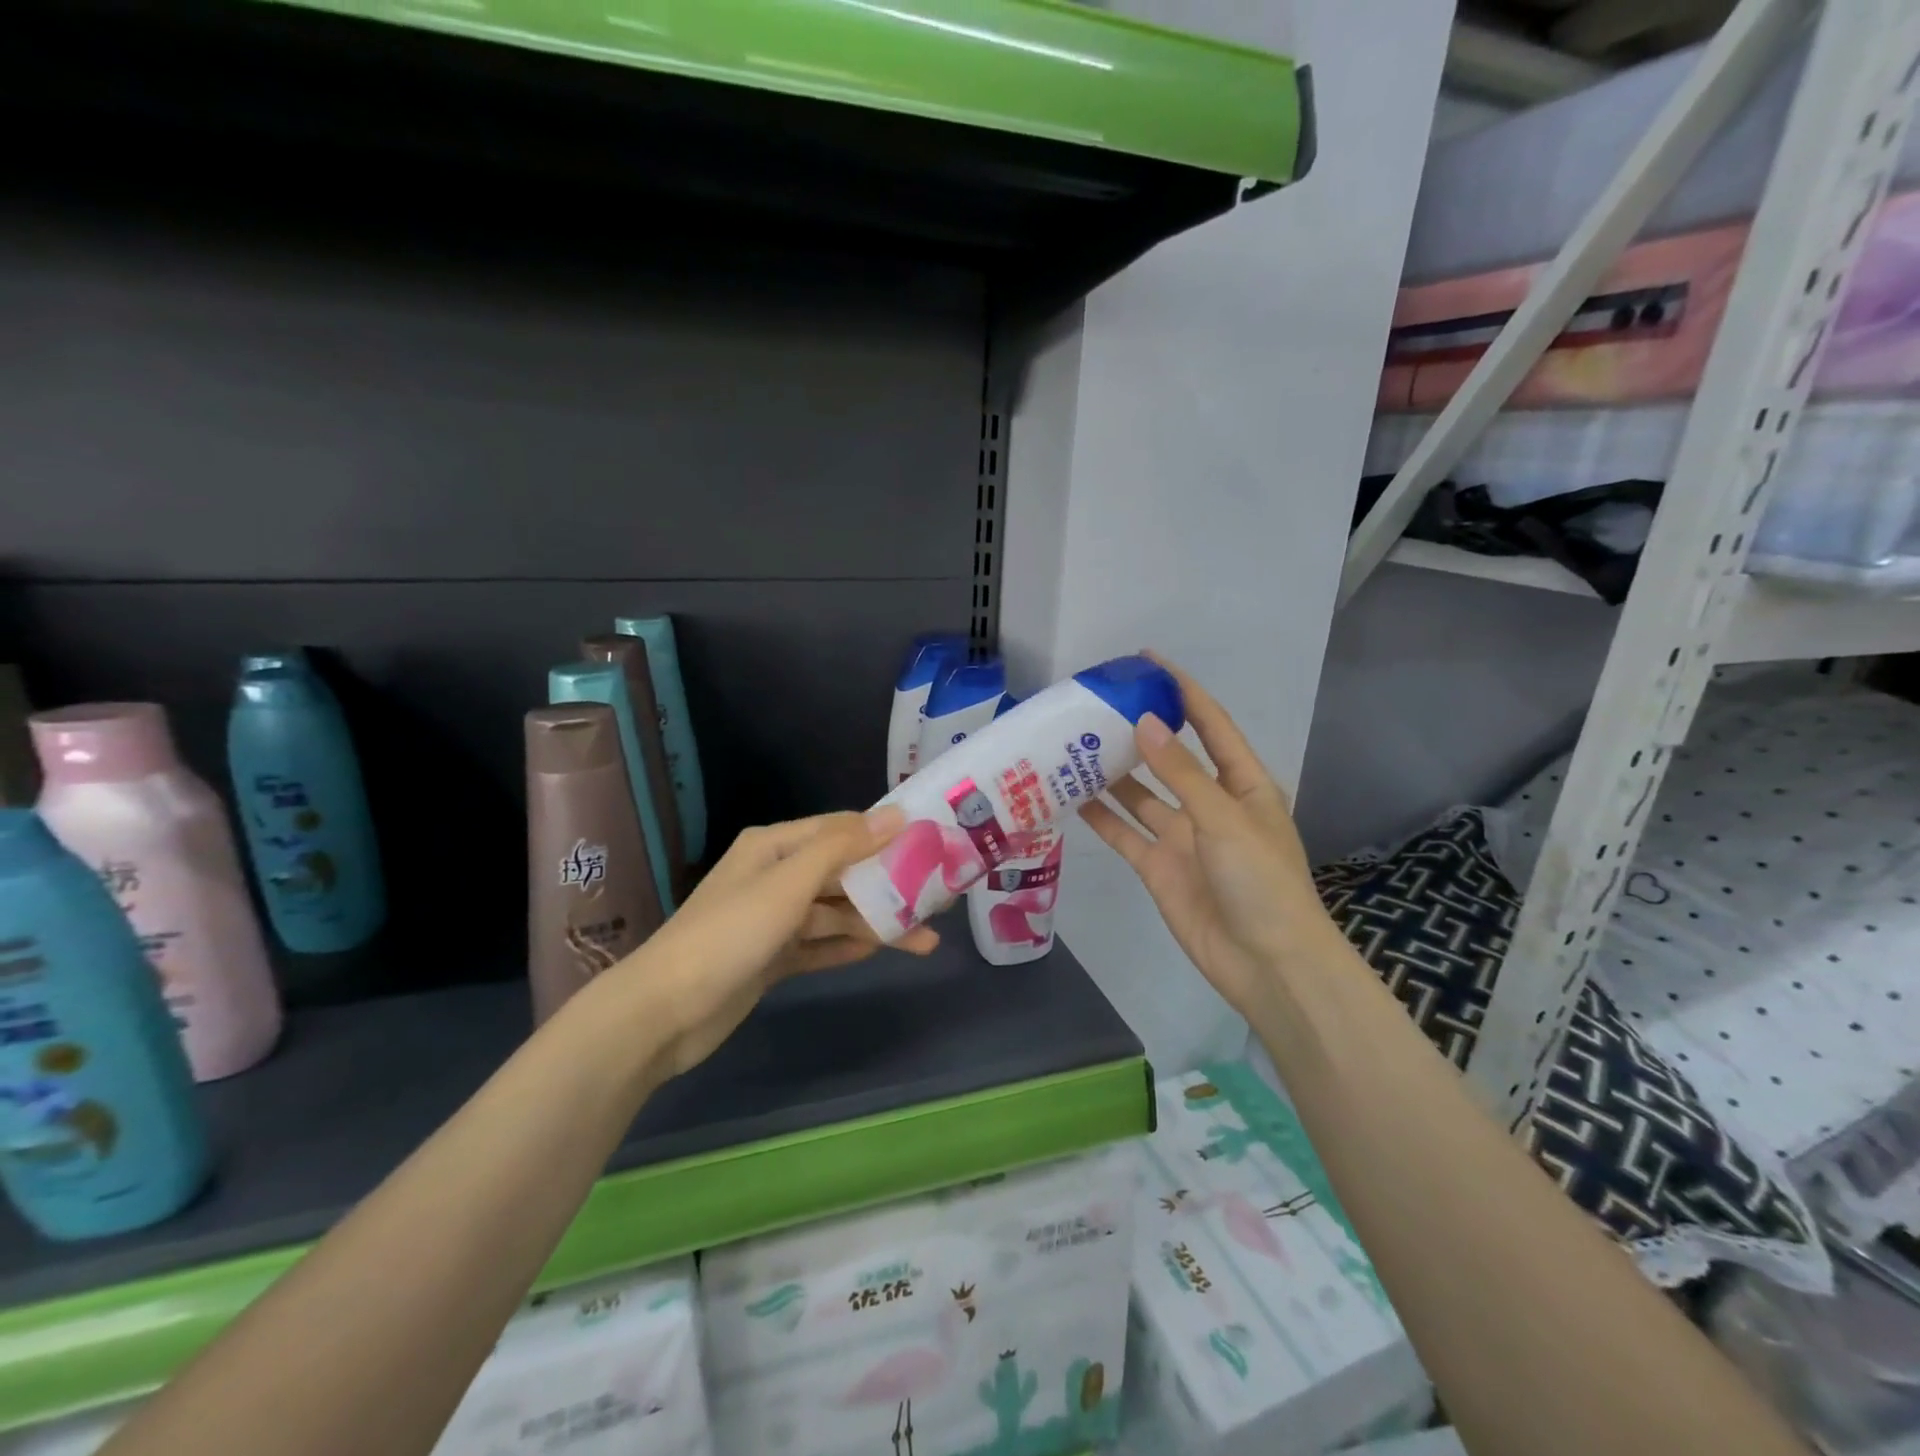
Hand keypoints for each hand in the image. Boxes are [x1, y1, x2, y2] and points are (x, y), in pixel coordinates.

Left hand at [608, 809, 937, 1077]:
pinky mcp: (771, 958)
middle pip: (843, 873)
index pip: (841, 829)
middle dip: (888, 886)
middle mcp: (775, 875)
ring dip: (876, 923)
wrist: (665, 1012)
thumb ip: (842, 847)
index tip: (931, 844)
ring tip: (925, 941)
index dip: (884, 835)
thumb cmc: (730, 933)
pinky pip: (819, 946)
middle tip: (937, 900)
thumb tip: (895, 814)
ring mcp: (772, 920)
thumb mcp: (789, 882)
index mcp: (775, 845)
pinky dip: (847, 946)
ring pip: (836, 913)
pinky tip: (881, 951)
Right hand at [1080, 656, 1342, 1022]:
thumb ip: (1182, 773)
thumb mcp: (1225, 818)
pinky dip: (1101, 817)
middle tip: (1097, 705)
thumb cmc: (1261, 881)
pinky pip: (1124, 833)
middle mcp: (1210, 804)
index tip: (1149, 660)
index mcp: (1242, 785)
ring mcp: (1182, 836)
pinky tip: (1071, 797)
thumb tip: (1146, 721)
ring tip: (1075, 744)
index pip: (1211, 725)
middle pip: (1171, 757)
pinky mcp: (1158, 866)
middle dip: (1140, 731)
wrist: (1266, 963)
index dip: (1184, 691)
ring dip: (1114, 773)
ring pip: (1141, 795)